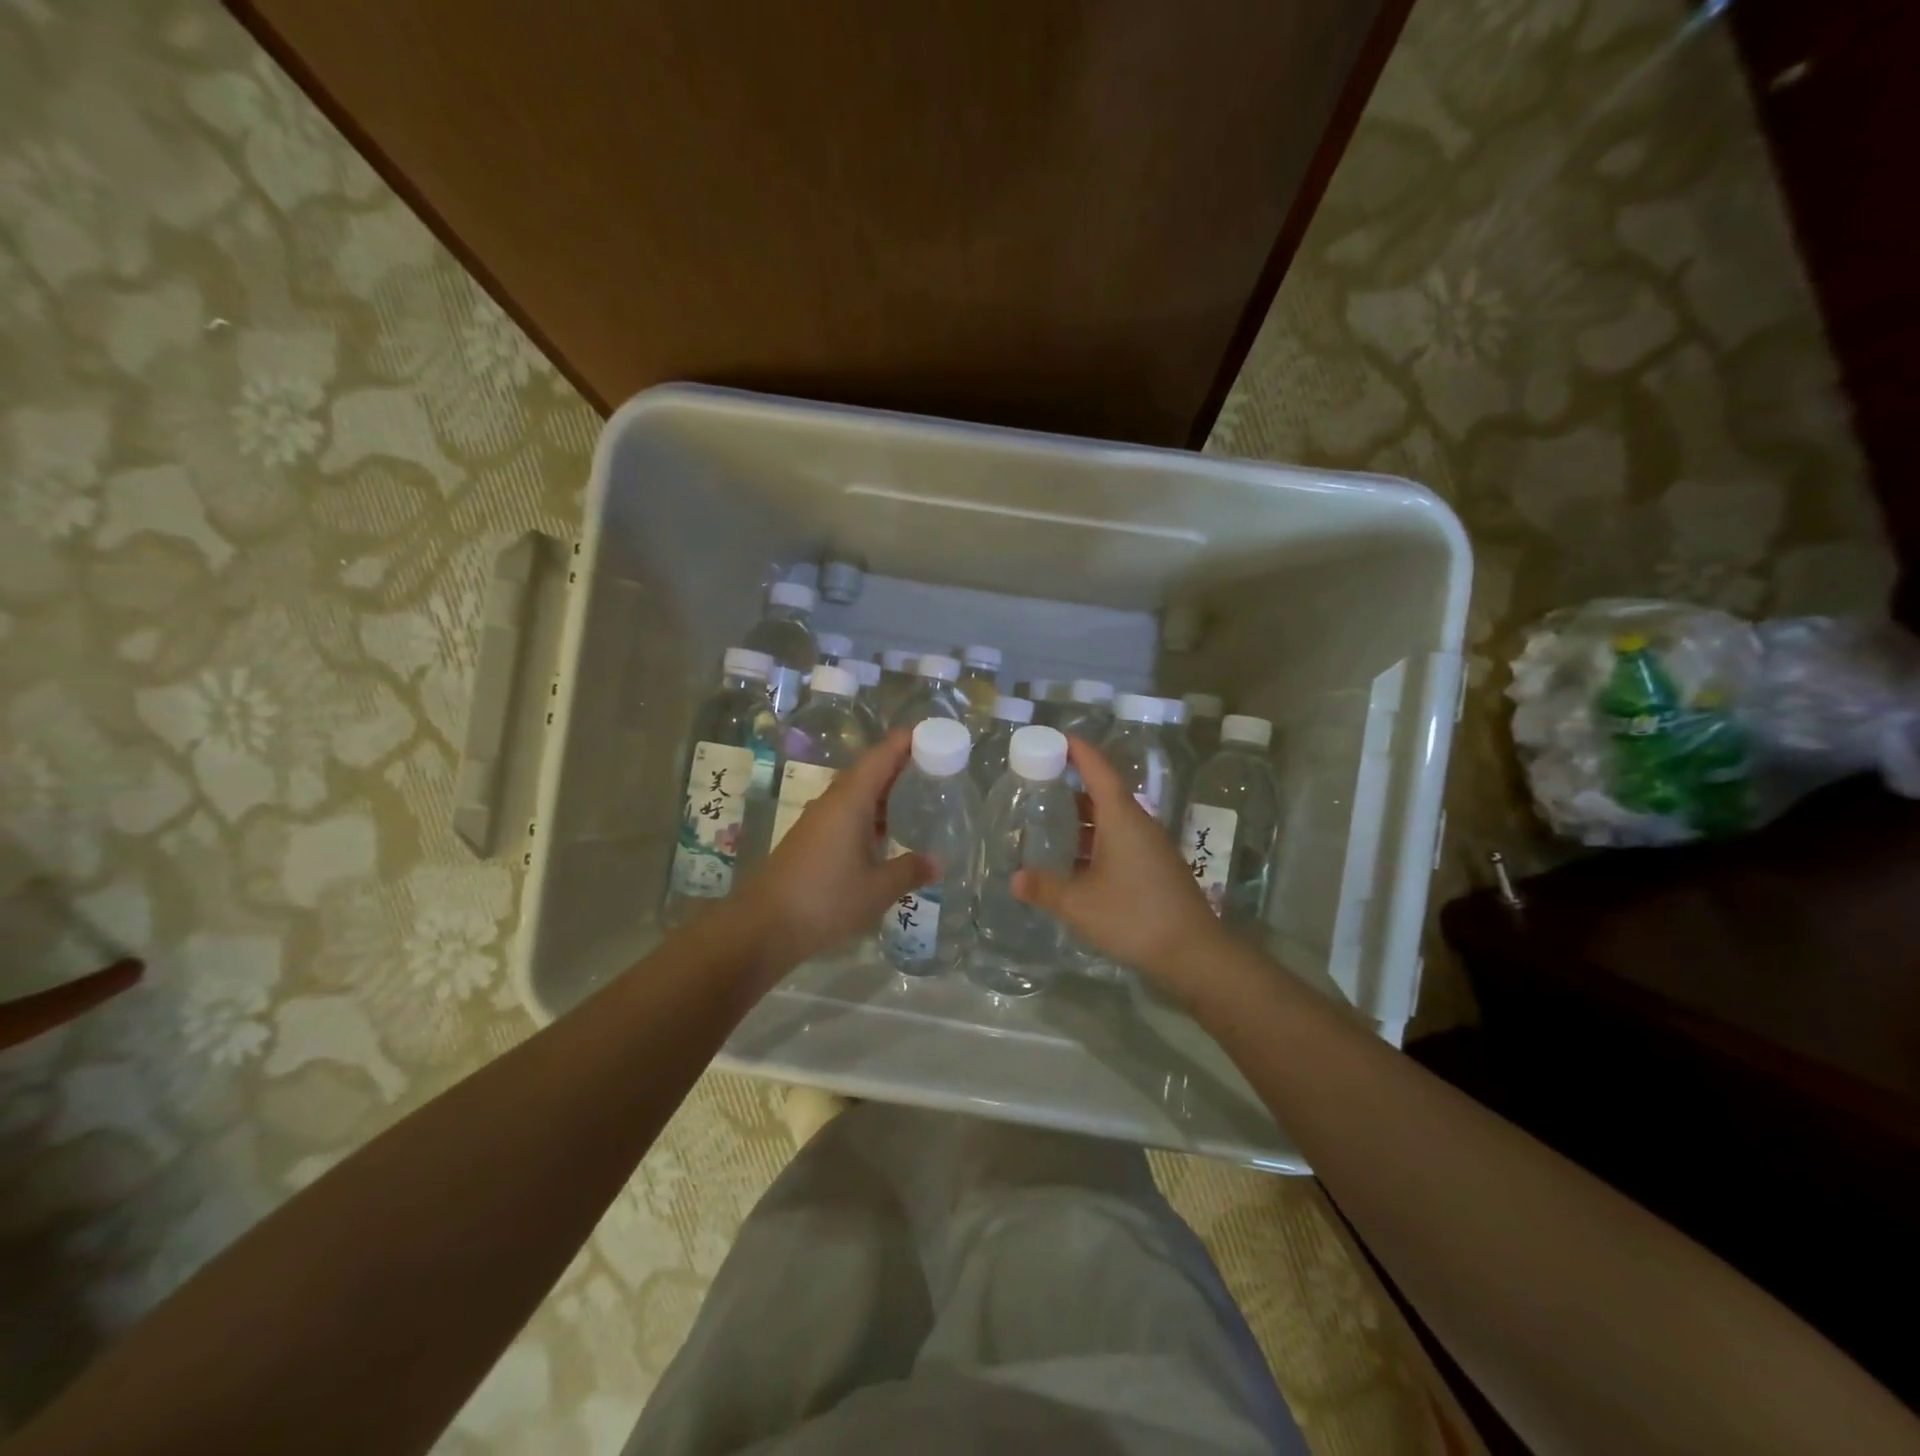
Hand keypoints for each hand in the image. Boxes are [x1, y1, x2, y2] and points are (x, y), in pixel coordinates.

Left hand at [738, 731, 930, 975]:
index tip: (931, 733)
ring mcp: (817, 821)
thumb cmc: (826, 899)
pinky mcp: (810, 841)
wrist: (764, 926)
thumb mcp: (877, 889)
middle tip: (933, 765)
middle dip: (898, 765)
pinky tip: (884, 832)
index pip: (880, 757)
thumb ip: (909, 871)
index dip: (904, 742)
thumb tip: (937, 862)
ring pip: (855, 795)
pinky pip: (845, 814)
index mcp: (849, 801)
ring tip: (915, 795)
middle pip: (868, 772)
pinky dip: (869, 814)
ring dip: (883, 792)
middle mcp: (832, 803)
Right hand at [1012, 735, 1227, 984]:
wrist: (1194, 952)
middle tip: (1039, 787)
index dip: (1078, 751)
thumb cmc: (1134, 916)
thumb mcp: (1080, 904)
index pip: (1098, 769)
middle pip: (1103, 794)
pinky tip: (1076, 864)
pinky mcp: (1156, 868)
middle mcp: (1138, 824)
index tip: (1056, 737)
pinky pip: (1121, 841)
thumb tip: (1014, 879)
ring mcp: (1151, 846)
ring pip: (1112, 821)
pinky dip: (1096, 842)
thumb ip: (1045, 889)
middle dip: (1072, 788)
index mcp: (1122, 818)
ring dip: (1083, 821)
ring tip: (1050, 825)